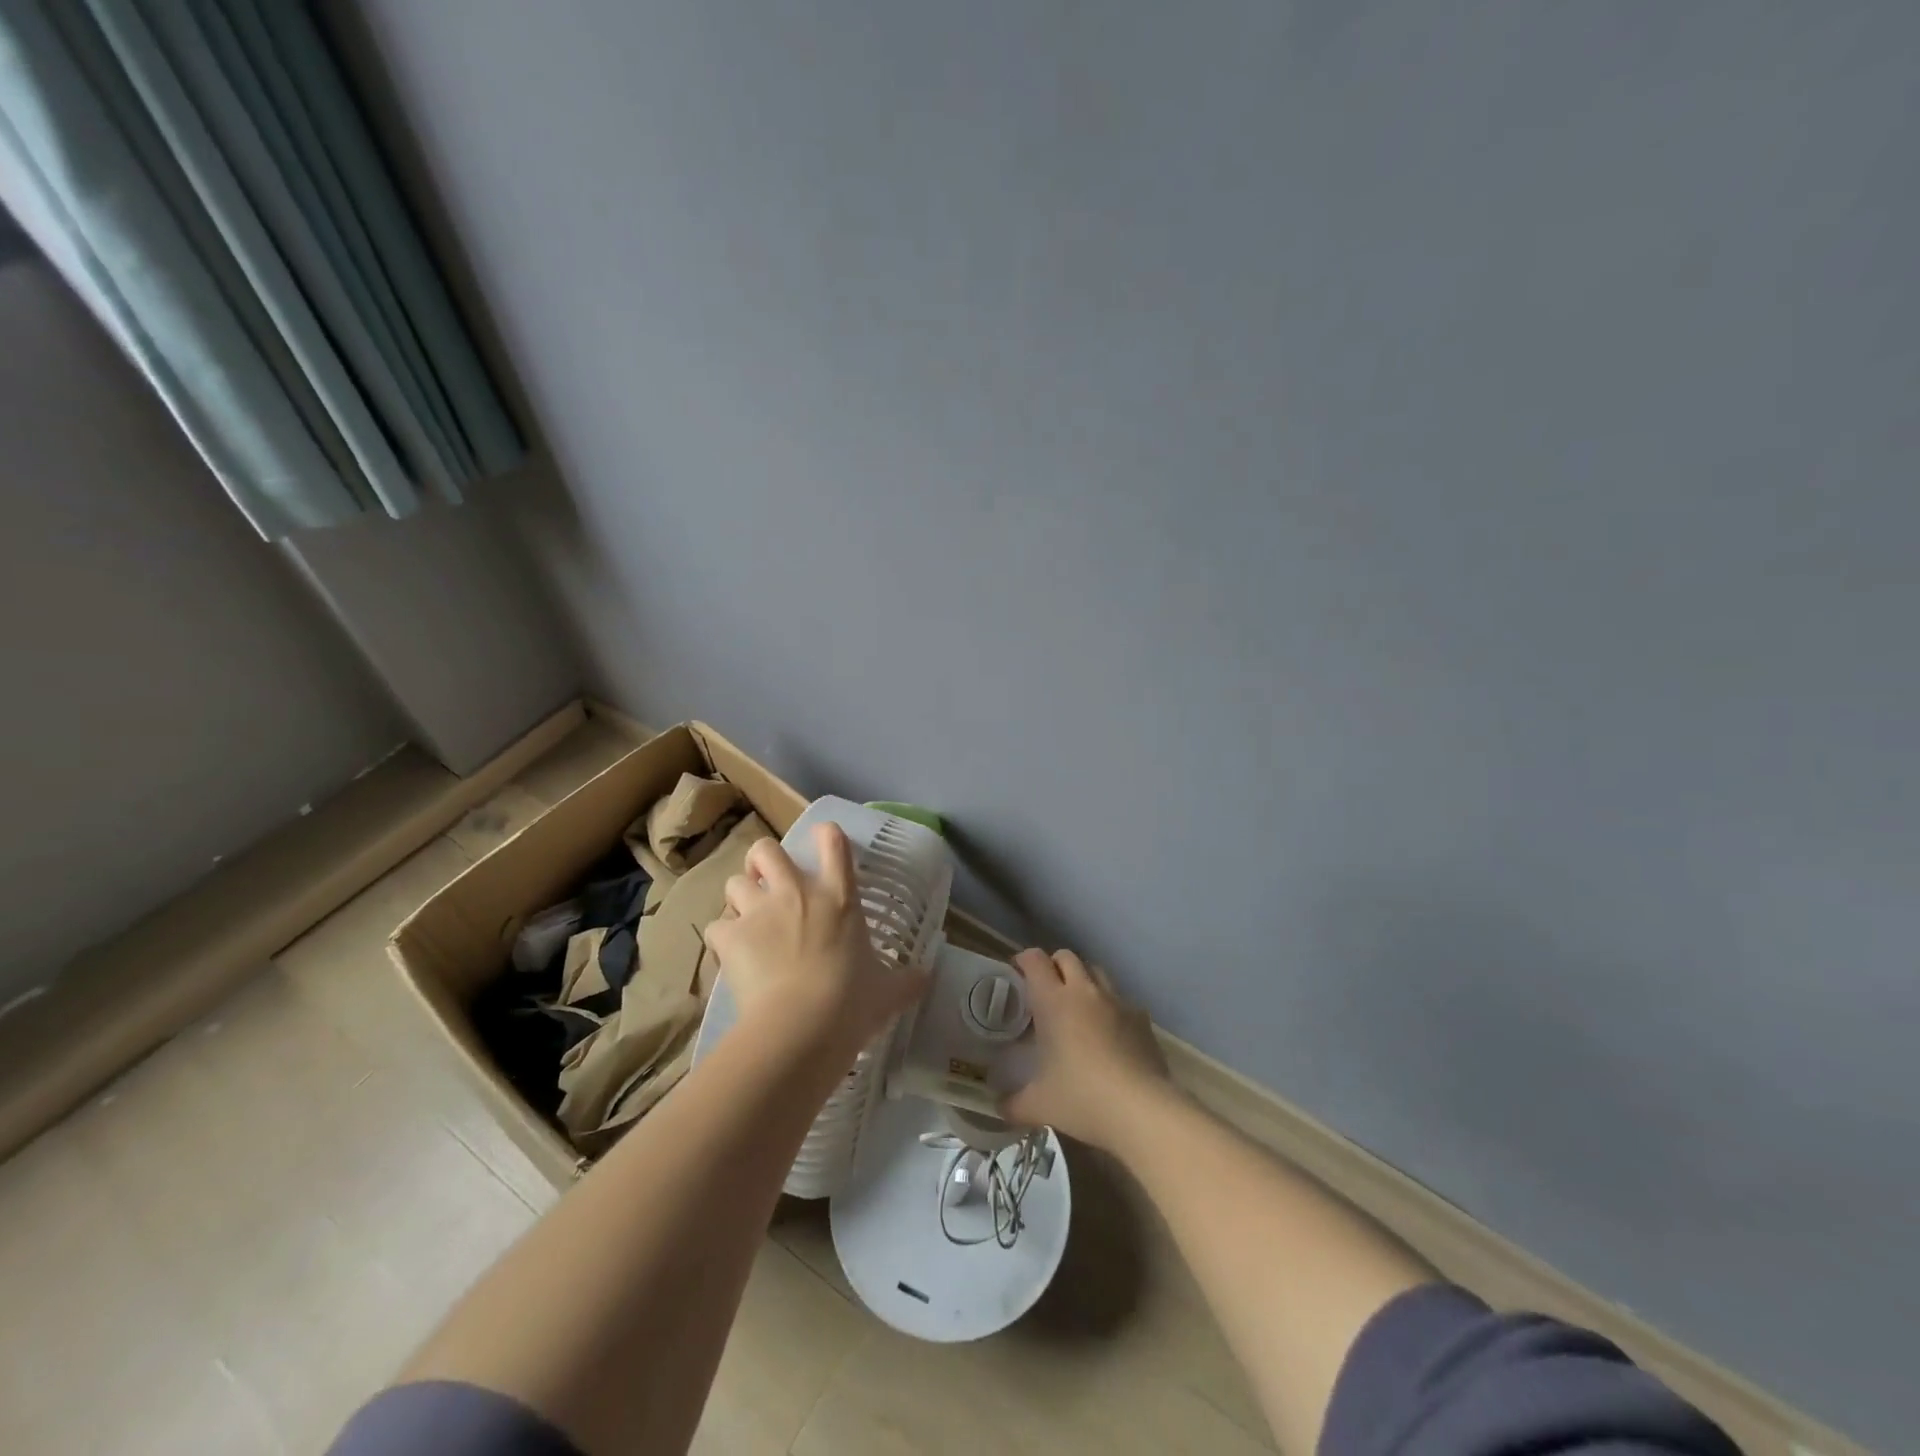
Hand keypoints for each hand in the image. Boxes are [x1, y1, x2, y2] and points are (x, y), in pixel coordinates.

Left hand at [704, 824, 928, 1055]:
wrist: (801, 1027)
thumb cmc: (851, 1003)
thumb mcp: (888, 992)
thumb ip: (907, 981)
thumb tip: (927, 978)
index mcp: (839, 898)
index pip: (834, 843)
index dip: (826, 835)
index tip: (823, 840)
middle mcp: (796, 893)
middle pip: (766, 850)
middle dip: (762, 860)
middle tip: (765, 880)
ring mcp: (760, 912)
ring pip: (734, 882)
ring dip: (739, 897)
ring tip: (744, 918)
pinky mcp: (731, 937)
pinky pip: (716, 927)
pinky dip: (722, 938)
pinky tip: (729, 954)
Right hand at [999, 947, 1172, 1151]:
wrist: (1142, 1110)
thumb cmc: (1081, 1099)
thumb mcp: (1038, 1105)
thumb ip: (1012, 1103)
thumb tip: (998, 1108)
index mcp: (1053, 1001)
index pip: (1035, 960)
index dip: (1023, 960)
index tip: (1016, 974)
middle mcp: (1085, 991)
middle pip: (1067, 957)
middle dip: (1054, 966)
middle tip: (1045, 991)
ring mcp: (1117, 1001)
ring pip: (1096, 972)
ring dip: (1083, 981)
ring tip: (1077, 1007)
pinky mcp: (1141, 1018)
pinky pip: (1121, 1001)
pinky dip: (1111, 1008)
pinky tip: (1110, 1034)